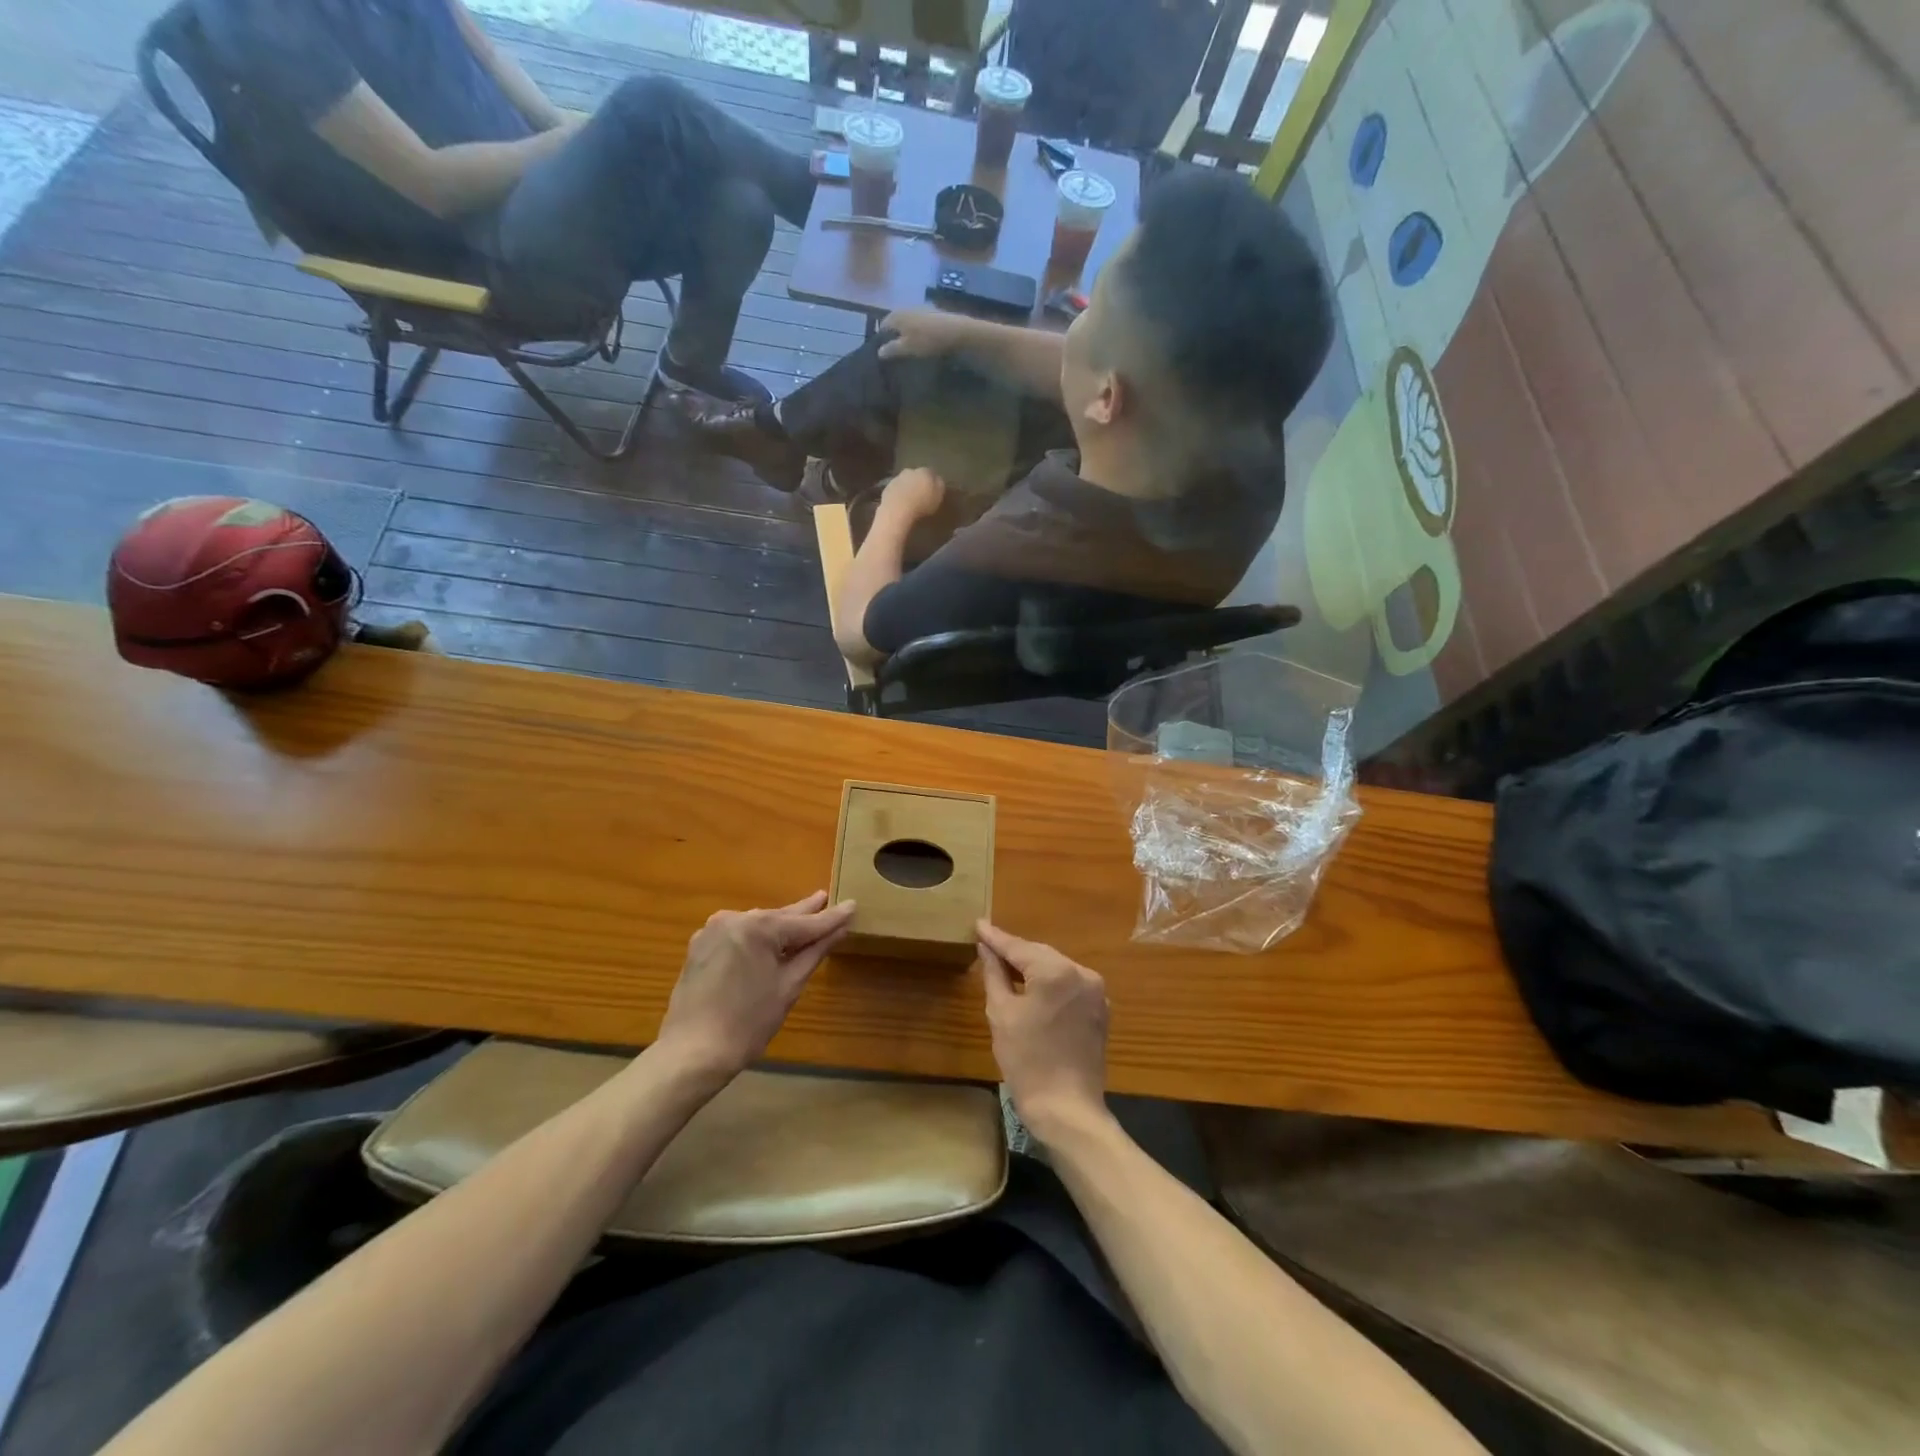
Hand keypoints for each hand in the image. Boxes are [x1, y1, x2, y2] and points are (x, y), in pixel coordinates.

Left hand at [657, 892, 854, 1078]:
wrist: (693, 1052)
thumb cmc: (749, 1023)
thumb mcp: (789, 985)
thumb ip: (815, 951)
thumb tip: (840, 928)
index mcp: (759, 927)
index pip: (804, 922)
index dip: (831, 917)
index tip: (853, 905)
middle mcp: (734, 918)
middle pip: (778, 918)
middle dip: (804, 914)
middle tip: (825, 898)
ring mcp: (713, 930)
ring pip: (757, 925)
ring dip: (779, 927)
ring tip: (802, 921)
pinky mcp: (701, 945)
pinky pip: (737, 934)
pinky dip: (756, 938)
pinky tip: (769, 942)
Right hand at [877, 308, 969, 360]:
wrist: (956, 331)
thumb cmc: (927, 340)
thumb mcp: (907, 348)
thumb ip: (892, 349)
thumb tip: (879, 351)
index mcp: (897, 315)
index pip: (884, 324)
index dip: (882, 337)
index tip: (883, 351)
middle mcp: (907, 308)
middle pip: (896, 321)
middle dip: (894, 334)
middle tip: (895, 350)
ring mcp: (920, 309)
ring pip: (908, 321)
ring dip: (906, 332)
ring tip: (908, 347)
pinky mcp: (932, 313)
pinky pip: (919, 322)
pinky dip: (917, 330)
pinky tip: (921, 340)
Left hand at [879, 467, 945, 521]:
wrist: (897, 511)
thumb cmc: (922, 504)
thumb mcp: (939, 496)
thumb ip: (939, 485)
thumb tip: (937, 479)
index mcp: (924, 471)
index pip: (931, 473)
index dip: (932, 481)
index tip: (933, 490)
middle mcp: (910, 471)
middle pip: (916, 476)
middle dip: (918, 483)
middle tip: (921, 495)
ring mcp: (896, 479)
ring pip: (905, 482)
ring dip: (907, 489)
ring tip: (910, 502)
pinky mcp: (886, 489)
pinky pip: (895, 491)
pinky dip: (898, 496)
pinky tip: (900, 505)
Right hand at [977, 921, 1110, 1141]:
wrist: (1067, 1108)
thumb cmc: (1027, 1061)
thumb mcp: (1002, 1014)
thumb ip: (994, 974)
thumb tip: (987, 948)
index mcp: (1055, 971)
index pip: (1018, 947)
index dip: (996, 937)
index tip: (978, 924)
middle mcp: (1081, 973)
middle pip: (1040, 954)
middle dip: (1015, 951)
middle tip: (988, 944)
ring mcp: (1095, 991)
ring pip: (1056, 968)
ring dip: (1033, 966)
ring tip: (1006, 965)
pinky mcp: (1100, 1009)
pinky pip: (1070, 985)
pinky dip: (1051, 983)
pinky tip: (1033, 988)